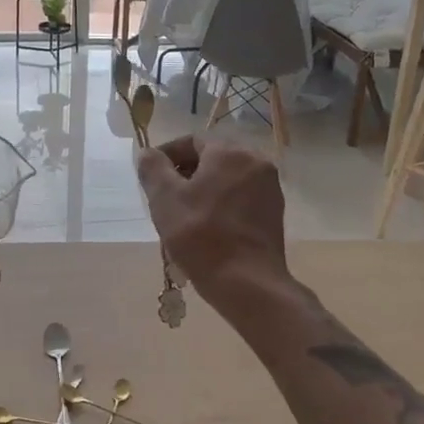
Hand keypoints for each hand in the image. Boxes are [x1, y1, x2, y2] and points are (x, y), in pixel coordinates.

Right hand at [136, 137, 288, 298]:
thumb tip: (149, 154)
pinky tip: (207, 226)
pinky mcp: (274, 211)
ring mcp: (269, 187)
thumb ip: (153, 168)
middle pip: (212, 157)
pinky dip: (221, 202)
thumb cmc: (201, 236)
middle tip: (164, 196)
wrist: (248, 284)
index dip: (167, 154)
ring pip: (227, 177)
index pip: (192, 140)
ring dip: (203, 188)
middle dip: (185, 172)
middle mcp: (256, 161)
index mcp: (230, 152)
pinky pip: (241, 196)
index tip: (151, 176)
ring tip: (183, 214)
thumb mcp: (165, 199)